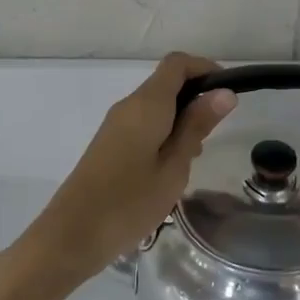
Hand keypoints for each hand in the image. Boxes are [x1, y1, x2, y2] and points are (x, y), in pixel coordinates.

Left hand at [18, 53, 237, 285]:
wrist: (72, 235)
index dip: (205, 68)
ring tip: (194, 158)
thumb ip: (196, 126)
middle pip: (167, 82)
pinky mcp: (109, 143)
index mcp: (146, 104)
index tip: (228, 94)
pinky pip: (144, 123)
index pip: (177, 63)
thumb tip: (224, 92)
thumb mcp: (174, 167)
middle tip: (214, 135)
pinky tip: (171, 168)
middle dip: (196, 98)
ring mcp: (116, 124)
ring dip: (181, 119)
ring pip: (156, 106)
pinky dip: (165, 133)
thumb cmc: (129, 202)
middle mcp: (129, 105)